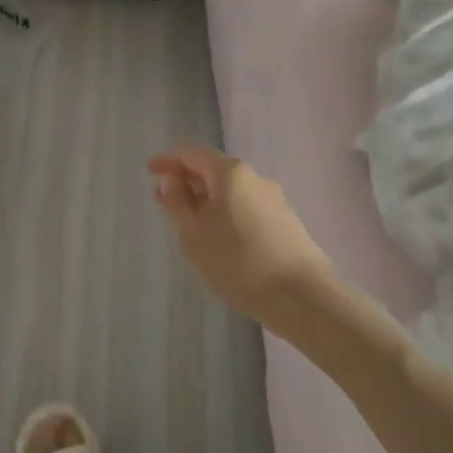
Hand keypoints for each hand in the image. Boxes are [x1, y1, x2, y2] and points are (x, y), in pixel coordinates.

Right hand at [148, 144, 328, 323]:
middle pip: (213, 169)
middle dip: (186, 181)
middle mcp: (254, 177)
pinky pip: (245, 207)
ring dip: (206, 199)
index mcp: (230, 172)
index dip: (168, 160)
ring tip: (189, 221)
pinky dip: (225, 212)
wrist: (303, 298)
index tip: (149, 171)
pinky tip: (218, 236)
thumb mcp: (194, 233)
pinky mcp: (285, 223)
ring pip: (230, 190)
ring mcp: (273, 200)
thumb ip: (177, 203)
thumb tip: (172, 182)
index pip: (192, 153)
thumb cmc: (238, 260)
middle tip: (164, 198)